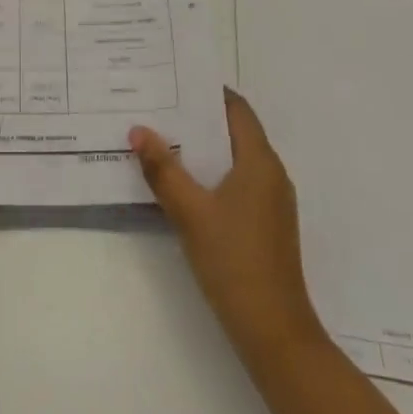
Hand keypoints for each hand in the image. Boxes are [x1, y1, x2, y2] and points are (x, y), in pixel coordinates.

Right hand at [131, 90, 323, 359]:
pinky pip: (235, 183)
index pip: (236, 109)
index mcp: (260, 162)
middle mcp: (271, 174)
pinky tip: (181, 183)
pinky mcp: (264, 225)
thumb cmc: (234, 261)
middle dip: (197, 119)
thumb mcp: (190, 212)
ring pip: (233, 159)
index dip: (208, 91)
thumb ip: (163, 170)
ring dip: (201, 149)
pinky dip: (209, 174)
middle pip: (234, 132)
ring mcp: (270, 202)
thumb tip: (138, 130)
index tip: (173, 81)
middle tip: (157, 108)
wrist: (274, 332)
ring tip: (161, 140)